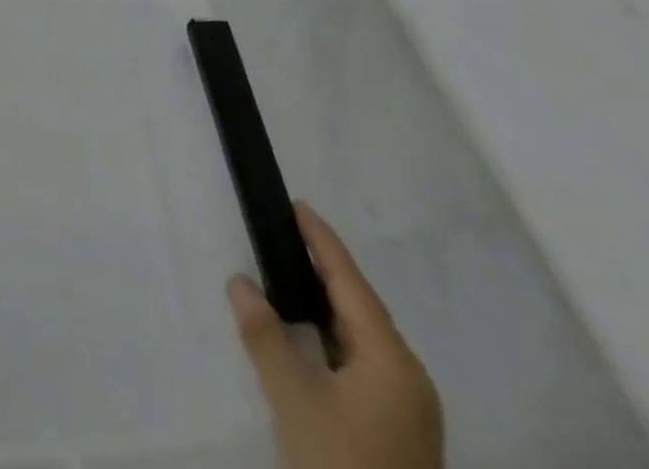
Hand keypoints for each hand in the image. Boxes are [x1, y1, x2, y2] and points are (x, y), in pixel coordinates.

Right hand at [229, 203, 442, 468]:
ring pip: (361, 339)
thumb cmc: (341, 465)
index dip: (322, 242)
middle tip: (286, 233)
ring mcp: (407, 410)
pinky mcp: (397, 433)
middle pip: (361, 308)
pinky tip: (308, 337)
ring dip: (326, 306)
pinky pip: (361, 364)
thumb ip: (265, 336)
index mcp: (393, 361)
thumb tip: (239, 280)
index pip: (351, 282)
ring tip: (289, 275)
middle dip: (323, 270)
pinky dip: (331, 339)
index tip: (297, 205)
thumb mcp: (295, 402)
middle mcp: (408, 378)